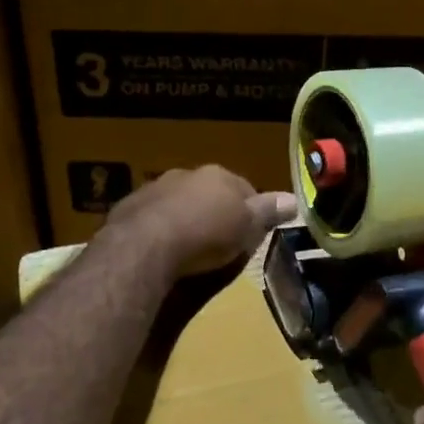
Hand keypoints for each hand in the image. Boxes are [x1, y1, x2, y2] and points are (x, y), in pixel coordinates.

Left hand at [104, 165, 294, 281]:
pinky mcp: (129, 206)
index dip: (250, 210)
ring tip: (188, 246)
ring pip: (178, 200)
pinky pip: (152, 215)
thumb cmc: (206, 235)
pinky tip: (160, 249)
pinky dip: (158, 227)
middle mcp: (187, 174)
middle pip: (209, 191)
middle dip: (214, 210)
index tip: (251, 232)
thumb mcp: (246, 228)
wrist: (146, 245)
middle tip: (219, 240)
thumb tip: (294, 199)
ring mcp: (155, 188)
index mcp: (218, 176)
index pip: (244, 188)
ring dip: (184, 216)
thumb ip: (268, 212)